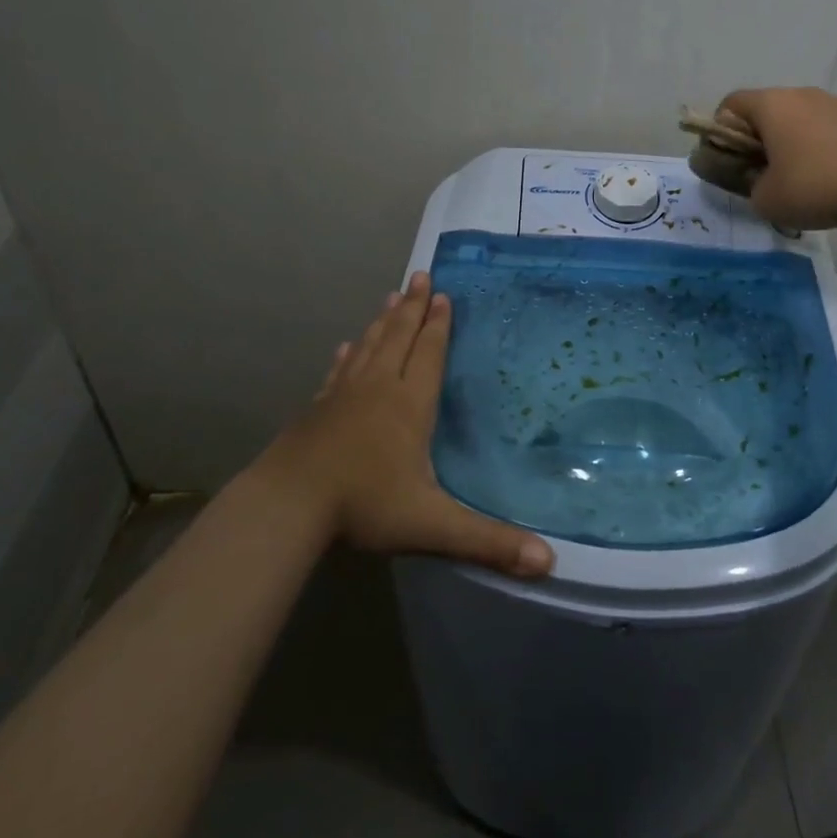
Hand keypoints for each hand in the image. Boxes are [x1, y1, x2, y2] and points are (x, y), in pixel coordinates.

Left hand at [261, 272, 555, 578]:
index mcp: (408, 405)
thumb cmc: (364, 505)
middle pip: (398, 337)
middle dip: (412, 307)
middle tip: (419, 275)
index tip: (442, 294)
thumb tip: (549, 562)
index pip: (428, 354)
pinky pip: (338, 371)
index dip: (438, 325)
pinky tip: (346, 346)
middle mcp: (377, 388)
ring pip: (368, 346)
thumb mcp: (432, 525)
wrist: (287, 504)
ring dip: (383, 320)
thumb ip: (488, 542)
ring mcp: (342, 395)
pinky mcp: (317, 409)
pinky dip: (347, 355)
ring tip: (391, 295)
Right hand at [718, 87, 836, 230]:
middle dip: (760, 137)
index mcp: (771, 105)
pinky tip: (832, 175)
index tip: (729, 158)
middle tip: (763, 171)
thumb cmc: (813, 187)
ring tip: (802, 176)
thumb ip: (751, 185)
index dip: (722, 130)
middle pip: (768, 109)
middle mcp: (802, 94)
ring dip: (794, 140)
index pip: (731, 104)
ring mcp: (836, 102)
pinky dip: (823, 145)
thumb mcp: (765, 200)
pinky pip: (830, 128)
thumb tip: (761, 179)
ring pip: (801, 117)